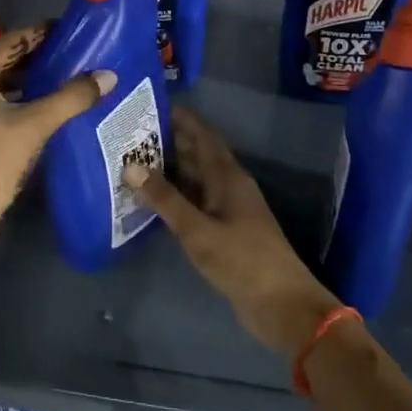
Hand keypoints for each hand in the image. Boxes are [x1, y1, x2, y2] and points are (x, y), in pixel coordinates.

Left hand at [0, 25, 113, 264]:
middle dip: (38, 57)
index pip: (11, 41)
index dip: (42, 34)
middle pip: (2, 59)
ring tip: (67, 76)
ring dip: (28, 79)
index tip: (73, 30)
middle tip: (77, 53)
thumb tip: (109, 75)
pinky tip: (44, 104)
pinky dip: (15, 98)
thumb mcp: (34, 126)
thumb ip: (72, 97)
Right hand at [125, 106, 338, 359]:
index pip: (202, 134)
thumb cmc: (242, 260)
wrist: (282, 306)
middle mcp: (228, 185)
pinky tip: (151, 200)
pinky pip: (195, 203)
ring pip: (194, 179)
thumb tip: (130, 165)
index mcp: (228, 176)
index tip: (150, 104)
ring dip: (169, 169)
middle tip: (130, 133)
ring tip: (132, 161)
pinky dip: (174, 196)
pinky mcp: (224, 231)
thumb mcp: (198, 230)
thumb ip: (165, 198)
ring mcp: (227, 209)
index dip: (181, 117)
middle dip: (168, 141)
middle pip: (196, 154)